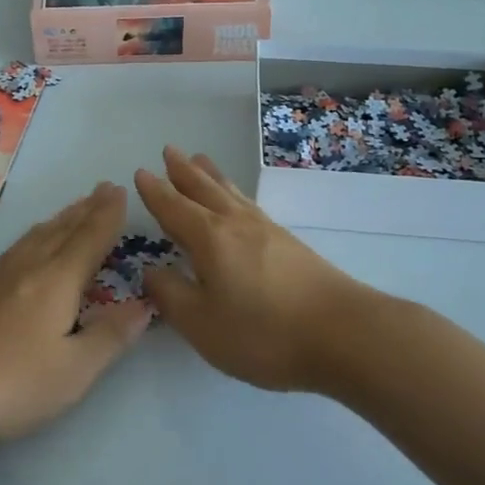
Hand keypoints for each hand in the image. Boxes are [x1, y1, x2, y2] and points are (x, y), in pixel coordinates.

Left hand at [0, 183, 148, 445]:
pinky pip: (15, 248)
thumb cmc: (12, 383)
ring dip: (59, 220)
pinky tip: (26, 248)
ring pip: (34, 237)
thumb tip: (145, 304)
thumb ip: (111, 335)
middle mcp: (27, 267)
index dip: (107, 215)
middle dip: (86, 209)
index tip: (119, 191)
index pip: (89, 238)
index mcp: (57, 280)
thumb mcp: (75, 371)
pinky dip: (33, 237)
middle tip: (102, 190)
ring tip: (72, 211)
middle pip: (62, 230)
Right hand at [134, 147, 380, 391]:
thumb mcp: (202, 324)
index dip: (155, 192)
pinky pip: (250, 205)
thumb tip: (150, 270)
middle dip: (182, 172)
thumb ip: (171, 295)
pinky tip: (240, 202)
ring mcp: (267, 230)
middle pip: (204, 190)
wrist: (344, 334)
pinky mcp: (290, 244)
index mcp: (209, 238)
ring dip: (211, 175)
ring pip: (231, 193)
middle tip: (169, 150)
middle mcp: (236, 224)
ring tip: (200, 160)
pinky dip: (235, 193)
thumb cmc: (264, 332)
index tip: (141, 172)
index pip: (174, 208)